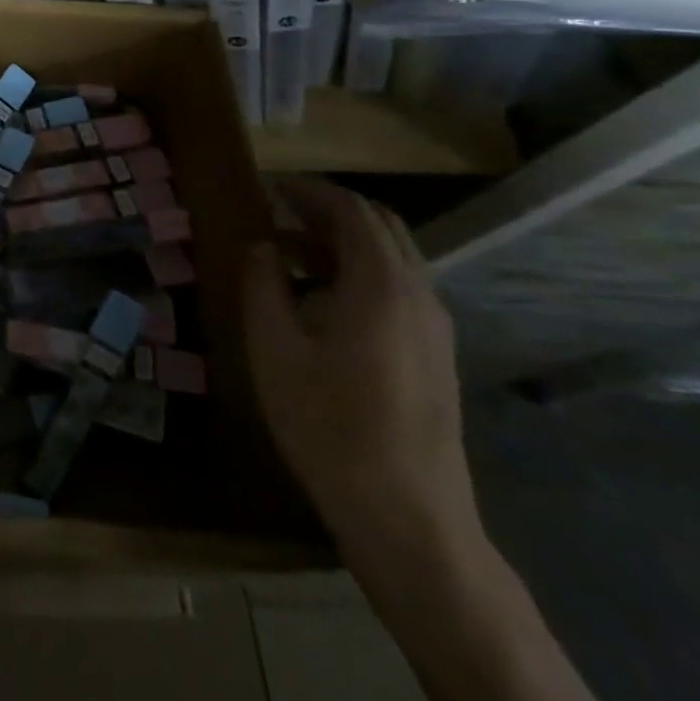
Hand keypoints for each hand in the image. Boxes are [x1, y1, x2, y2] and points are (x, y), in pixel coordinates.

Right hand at [243, 178, 478, 556]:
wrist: (408, 516)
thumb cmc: (329, 423)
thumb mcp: (274, 347)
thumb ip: (263, 283)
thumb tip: (263, 245)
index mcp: (381, 284)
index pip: (351, 210)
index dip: (310, 190)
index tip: (270, 185)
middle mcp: (419, 294)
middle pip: (381, 226)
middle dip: (330, 208)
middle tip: (280, 209)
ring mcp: (435, 327)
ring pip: (393, 257)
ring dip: (344, 241)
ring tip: (291, 251)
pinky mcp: (436, 354)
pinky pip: (399, 287)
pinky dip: (360, 270)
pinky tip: (322, 297)